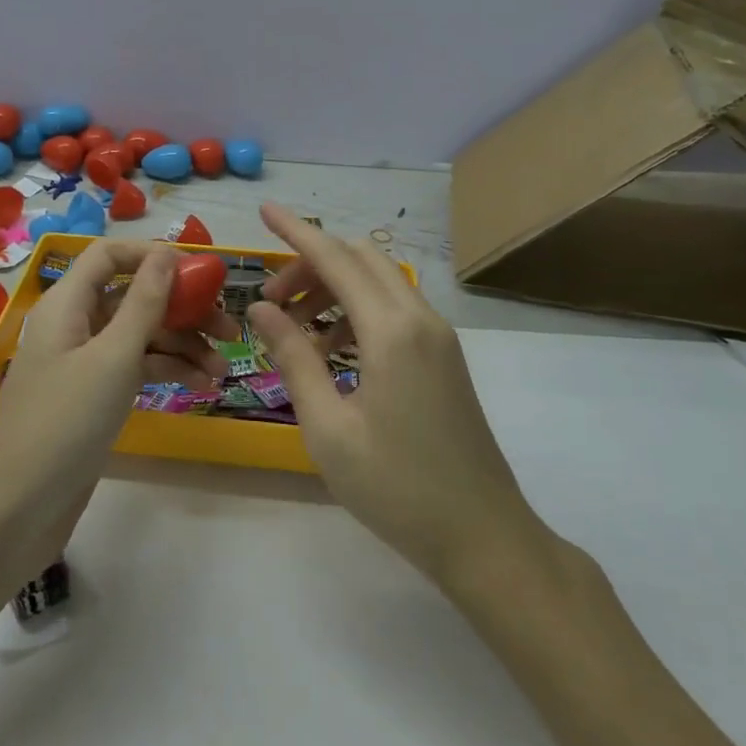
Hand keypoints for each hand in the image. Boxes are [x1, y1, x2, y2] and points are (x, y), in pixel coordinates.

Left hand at [0, 241, 237, 534]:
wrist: (16, 510)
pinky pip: (135, 366)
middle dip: (182, 308)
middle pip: (133, 296)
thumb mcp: (113, 357)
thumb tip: (167, 252)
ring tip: (222, 369)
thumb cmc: (65, 421)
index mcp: (68, 302)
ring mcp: (83, 361)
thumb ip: (144, 302)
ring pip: (140, 334)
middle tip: (229, 329)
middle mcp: (74, 323)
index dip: (153, 255)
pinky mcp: (93, 395)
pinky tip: (200, 385)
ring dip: (182, 345)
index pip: (110, 255)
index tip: (200, 272)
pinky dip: (166, 370)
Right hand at [248, 204, 554, 590]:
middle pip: (359, 260)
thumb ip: (293, 358)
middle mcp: (419, 318)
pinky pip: (394, 309)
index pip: (335, 258)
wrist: (484, 537)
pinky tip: (332, 352)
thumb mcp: (328, 427)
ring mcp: (438, 336)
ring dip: (333, 288)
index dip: (296, 231)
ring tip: (295, 331)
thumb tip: (261, 309)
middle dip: (311, 263)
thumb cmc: (398, 488)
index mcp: (392, 331)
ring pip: (378, 282)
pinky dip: (356, 311)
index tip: (265, 209)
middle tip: (272, 300)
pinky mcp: (444, 356)